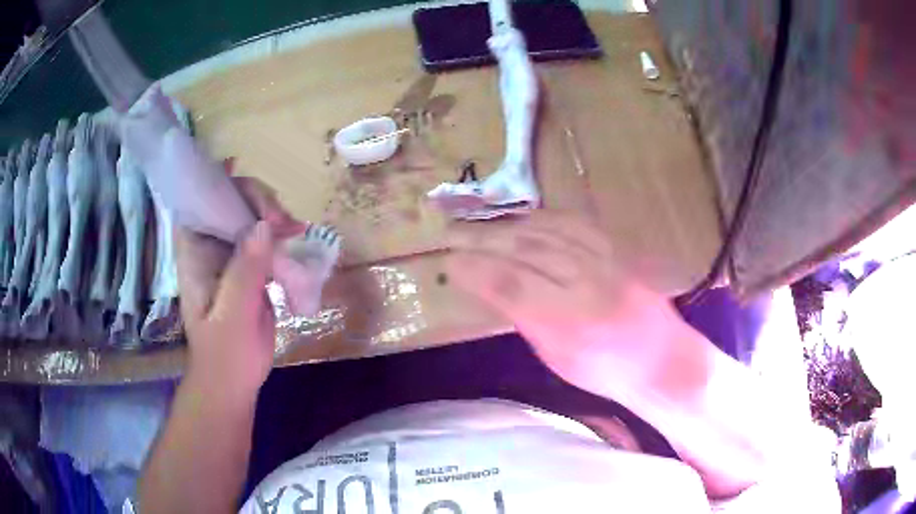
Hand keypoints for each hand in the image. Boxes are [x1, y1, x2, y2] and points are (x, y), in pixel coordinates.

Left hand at [176, 166, 305, 397]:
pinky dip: (281, 234)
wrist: (234, 380)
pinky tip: (298, 236)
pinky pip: (264, 238)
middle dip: (254, 200)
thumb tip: (264, 227)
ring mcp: (231, 256)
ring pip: (249, 217)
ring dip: (272, 215)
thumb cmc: (224, 353)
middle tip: (280, 219)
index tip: (236, 168)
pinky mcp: (249, 268)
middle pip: (228, 203)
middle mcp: (210, 247)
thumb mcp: (232, 315)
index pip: (197, 203)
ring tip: (295, 228)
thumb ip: (244, 272)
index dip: (211, 181)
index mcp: (195, 253)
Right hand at [446, 211, 689, 397]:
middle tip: (455, 236)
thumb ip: (525, 318)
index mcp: (567, 320)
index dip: (474, 269)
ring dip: (507, 225)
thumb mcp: (557, 358)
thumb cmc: (606, 372)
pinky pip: (573, 223)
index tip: (451, 263)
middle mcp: (585, 282)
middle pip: (524, 248)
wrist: (662, 360)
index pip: (509, 283)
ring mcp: (604, 260)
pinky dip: (542, 218)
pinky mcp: (616, 249)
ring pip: (546, 230)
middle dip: (483, 240)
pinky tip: (525, 219)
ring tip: (481, 226)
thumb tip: (496, 288)